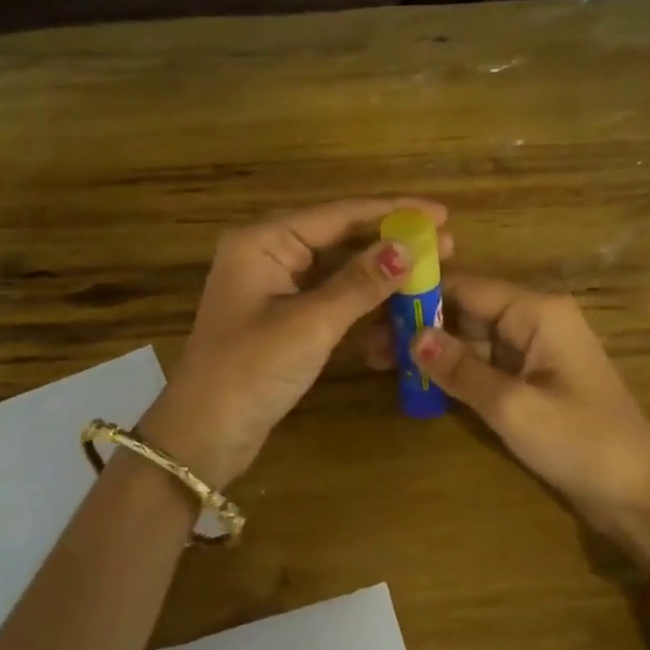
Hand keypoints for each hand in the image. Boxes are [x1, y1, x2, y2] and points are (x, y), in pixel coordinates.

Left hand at [142, 198, 451, 486]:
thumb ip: (360, 283)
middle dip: (391, 240)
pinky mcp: (282, 315)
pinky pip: (330, 294)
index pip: (338, 214)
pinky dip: (362, 298)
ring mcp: (274, 285)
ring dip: (381, 270)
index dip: (393, 212)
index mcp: (263, 241)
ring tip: (431, 269)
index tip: (442, 214)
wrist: (202, 437)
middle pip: (340, 235)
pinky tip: (397, 302)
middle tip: (447, 243)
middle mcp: (267, 253)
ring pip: (338, 266)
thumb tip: (410, 246)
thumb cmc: (250, 372)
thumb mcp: (310, 324)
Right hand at [370, 276, 649, 569]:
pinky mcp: (531, 380)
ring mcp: (532, 351)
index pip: (466, 286)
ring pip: (471, 339)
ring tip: (377, 360)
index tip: (372, 307)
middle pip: (465, 310)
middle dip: (420, 324)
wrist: (640, 497)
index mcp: (537, 311)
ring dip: (431, 350)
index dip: (420, 295)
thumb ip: (461, 370)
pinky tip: (414, 380)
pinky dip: (453, 372)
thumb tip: (412, 336)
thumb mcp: (514, 407)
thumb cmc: (582, 443)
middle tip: (367, 344)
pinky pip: (484, 365)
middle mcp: (534, 320)